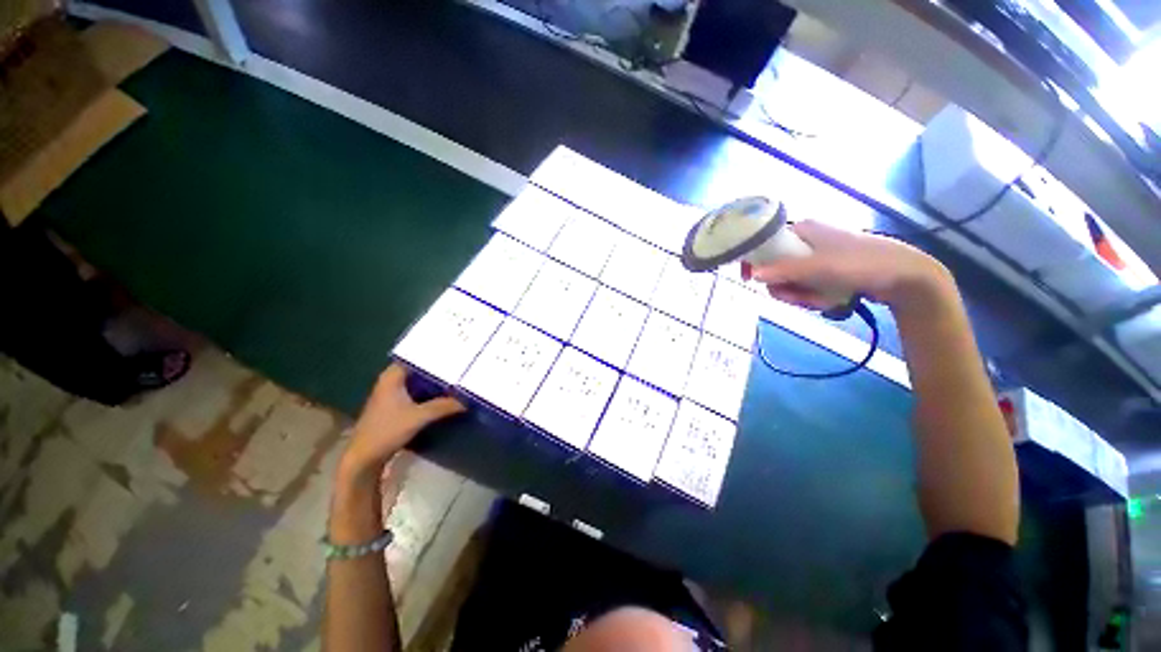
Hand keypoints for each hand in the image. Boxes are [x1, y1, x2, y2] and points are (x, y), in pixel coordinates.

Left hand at [338, 363, 464, 482]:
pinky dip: (429, 393)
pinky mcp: (394, 408)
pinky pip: (416, 393)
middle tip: (460, 364)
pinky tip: (444, 396)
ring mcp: (391, 395)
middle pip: (418, 369)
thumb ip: (443, 406)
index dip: (433, 354)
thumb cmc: (387, 431)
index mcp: (392, 377)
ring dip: (434, 382)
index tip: (453, 351)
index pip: (414, 356)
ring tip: (457, 378)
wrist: (364, 458)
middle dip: (437, 368)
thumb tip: (467, 400)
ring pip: (418, 382)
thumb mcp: (419, 417)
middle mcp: (390, 382)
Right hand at [744, 220, 953, 312]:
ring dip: (801, 295)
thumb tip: (751, 275)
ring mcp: (817, 257)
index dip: (754, 260)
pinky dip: (813, 297)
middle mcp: (806, 241)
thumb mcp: (819, 267)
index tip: (749, 279)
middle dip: (785, 287)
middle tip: (798, 296)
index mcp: (803, 229)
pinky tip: (829, 300)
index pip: (765, 243)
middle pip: (775, 267)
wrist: (906, 277)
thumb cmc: (862, 263)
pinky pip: (806, 286)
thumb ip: (783, 271)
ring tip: (822, 299)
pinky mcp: (827, 271)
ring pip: (790, 280)